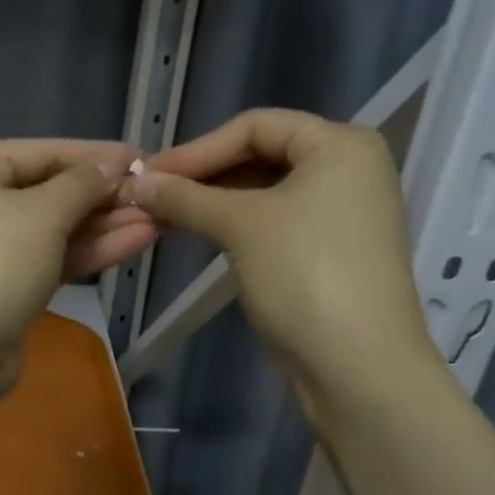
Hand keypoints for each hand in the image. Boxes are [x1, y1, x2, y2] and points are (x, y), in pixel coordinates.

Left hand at [0, 138, 157, 368]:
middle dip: (103, 195)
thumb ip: (83, 184)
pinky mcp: (5, 288)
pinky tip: (137, 241)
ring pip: (54, 229)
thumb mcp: (42, 213)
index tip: (141, 156)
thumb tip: (113, 164)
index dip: (94, 155)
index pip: (40, 152)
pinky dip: (89, 250)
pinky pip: (52, 258)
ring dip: (104, 224)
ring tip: (159, 217)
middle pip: (48, 191)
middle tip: (155, 193)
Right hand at [124, 109, 436, 400]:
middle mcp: (350, 169)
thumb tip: (136, 183)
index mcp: (341, 144)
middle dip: (205, 175)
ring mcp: (345, 213)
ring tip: (168, 215)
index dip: (198, 148)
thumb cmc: (305, 275)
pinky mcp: (333, 251)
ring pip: (267, 191)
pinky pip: (278, 221)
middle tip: (154, 194)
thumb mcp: (240, 226)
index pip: (256, 125)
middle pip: (263, 154)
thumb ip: (185, 197)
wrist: (359, 369)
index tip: (150, 174)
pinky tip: (202, 234)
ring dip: (216, 201)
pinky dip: (238, 224)